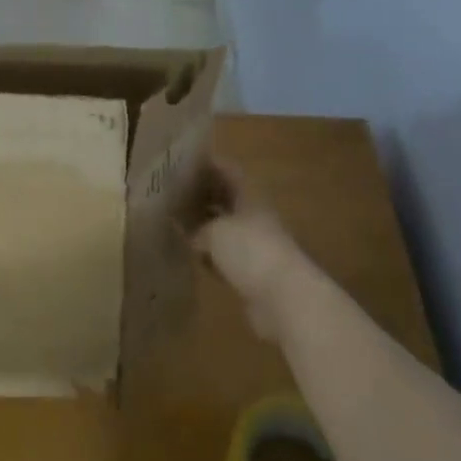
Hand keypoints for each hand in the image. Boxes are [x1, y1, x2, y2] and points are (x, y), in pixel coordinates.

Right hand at [182, 160, 309, 343]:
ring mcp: (256, 245)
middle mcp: (254, 216)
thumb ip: (199, 228)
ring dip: (207, 227)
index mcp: (249, 196)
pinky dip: (214, 256)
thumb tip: (193, 236)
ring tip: (180, 224)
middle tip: (176, 194)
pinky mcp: (254, 273)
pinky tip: (196, 257)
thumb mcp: (215, 231)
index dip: (209, 164)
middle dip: (204, 196)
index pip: (228, 171)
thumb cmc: (249, 250)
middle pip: (227, 199)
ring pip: (226, 229)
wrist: (284, 298)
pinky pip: (228, 257)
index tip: (185, 162)